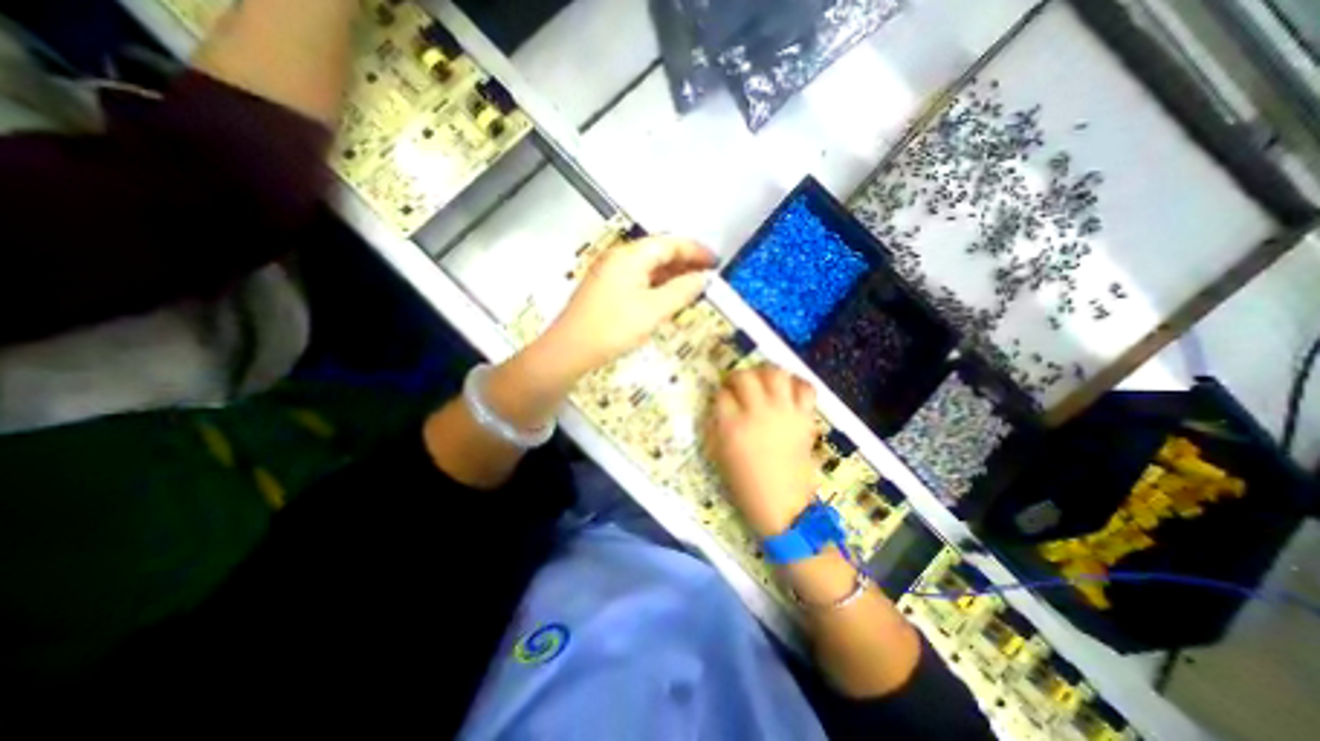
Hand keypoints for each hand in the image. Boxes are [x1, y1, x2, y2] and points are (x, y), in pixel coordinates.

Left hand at [543, 239, 717, 376]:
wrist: (570, 349)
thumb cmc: (613, 327)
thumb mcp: (653, 310)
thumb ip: (682, 291)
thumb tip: (703, 278)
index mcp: (631, 255)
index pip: (670, 243)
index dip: (696, 250)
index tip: (717, 263)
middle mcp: (620, 257)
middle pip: (659, 252)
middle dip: (685, 262)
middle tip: (708, 276)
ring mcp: (611, 272)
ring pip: (648, 266)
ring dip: (672, 274)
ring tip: (693, 287)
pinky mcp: (606, 288)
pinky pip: (638, 279)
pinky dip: (657, 284)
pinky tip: (668, 297)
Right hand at [705, 364, 822, 533]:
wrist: (783, 506)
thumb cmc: (746, 485)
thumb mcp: (720, 455)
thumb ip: (718, 426)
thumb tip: (721, 405)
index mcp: (732, 426)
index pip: (721, 394)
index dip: (720, 393)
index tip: (722, 398)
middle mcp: (757, 413)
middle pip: (745, 376)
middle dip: (737, 376)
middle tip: (738, 385)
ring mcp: (784, 413)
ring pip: (775, 374)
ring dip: (765, 372)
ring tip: (763, 381)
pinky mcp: (805, 418)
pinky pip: (805, 388)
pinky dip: (797, 383)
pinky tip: (789, 389)